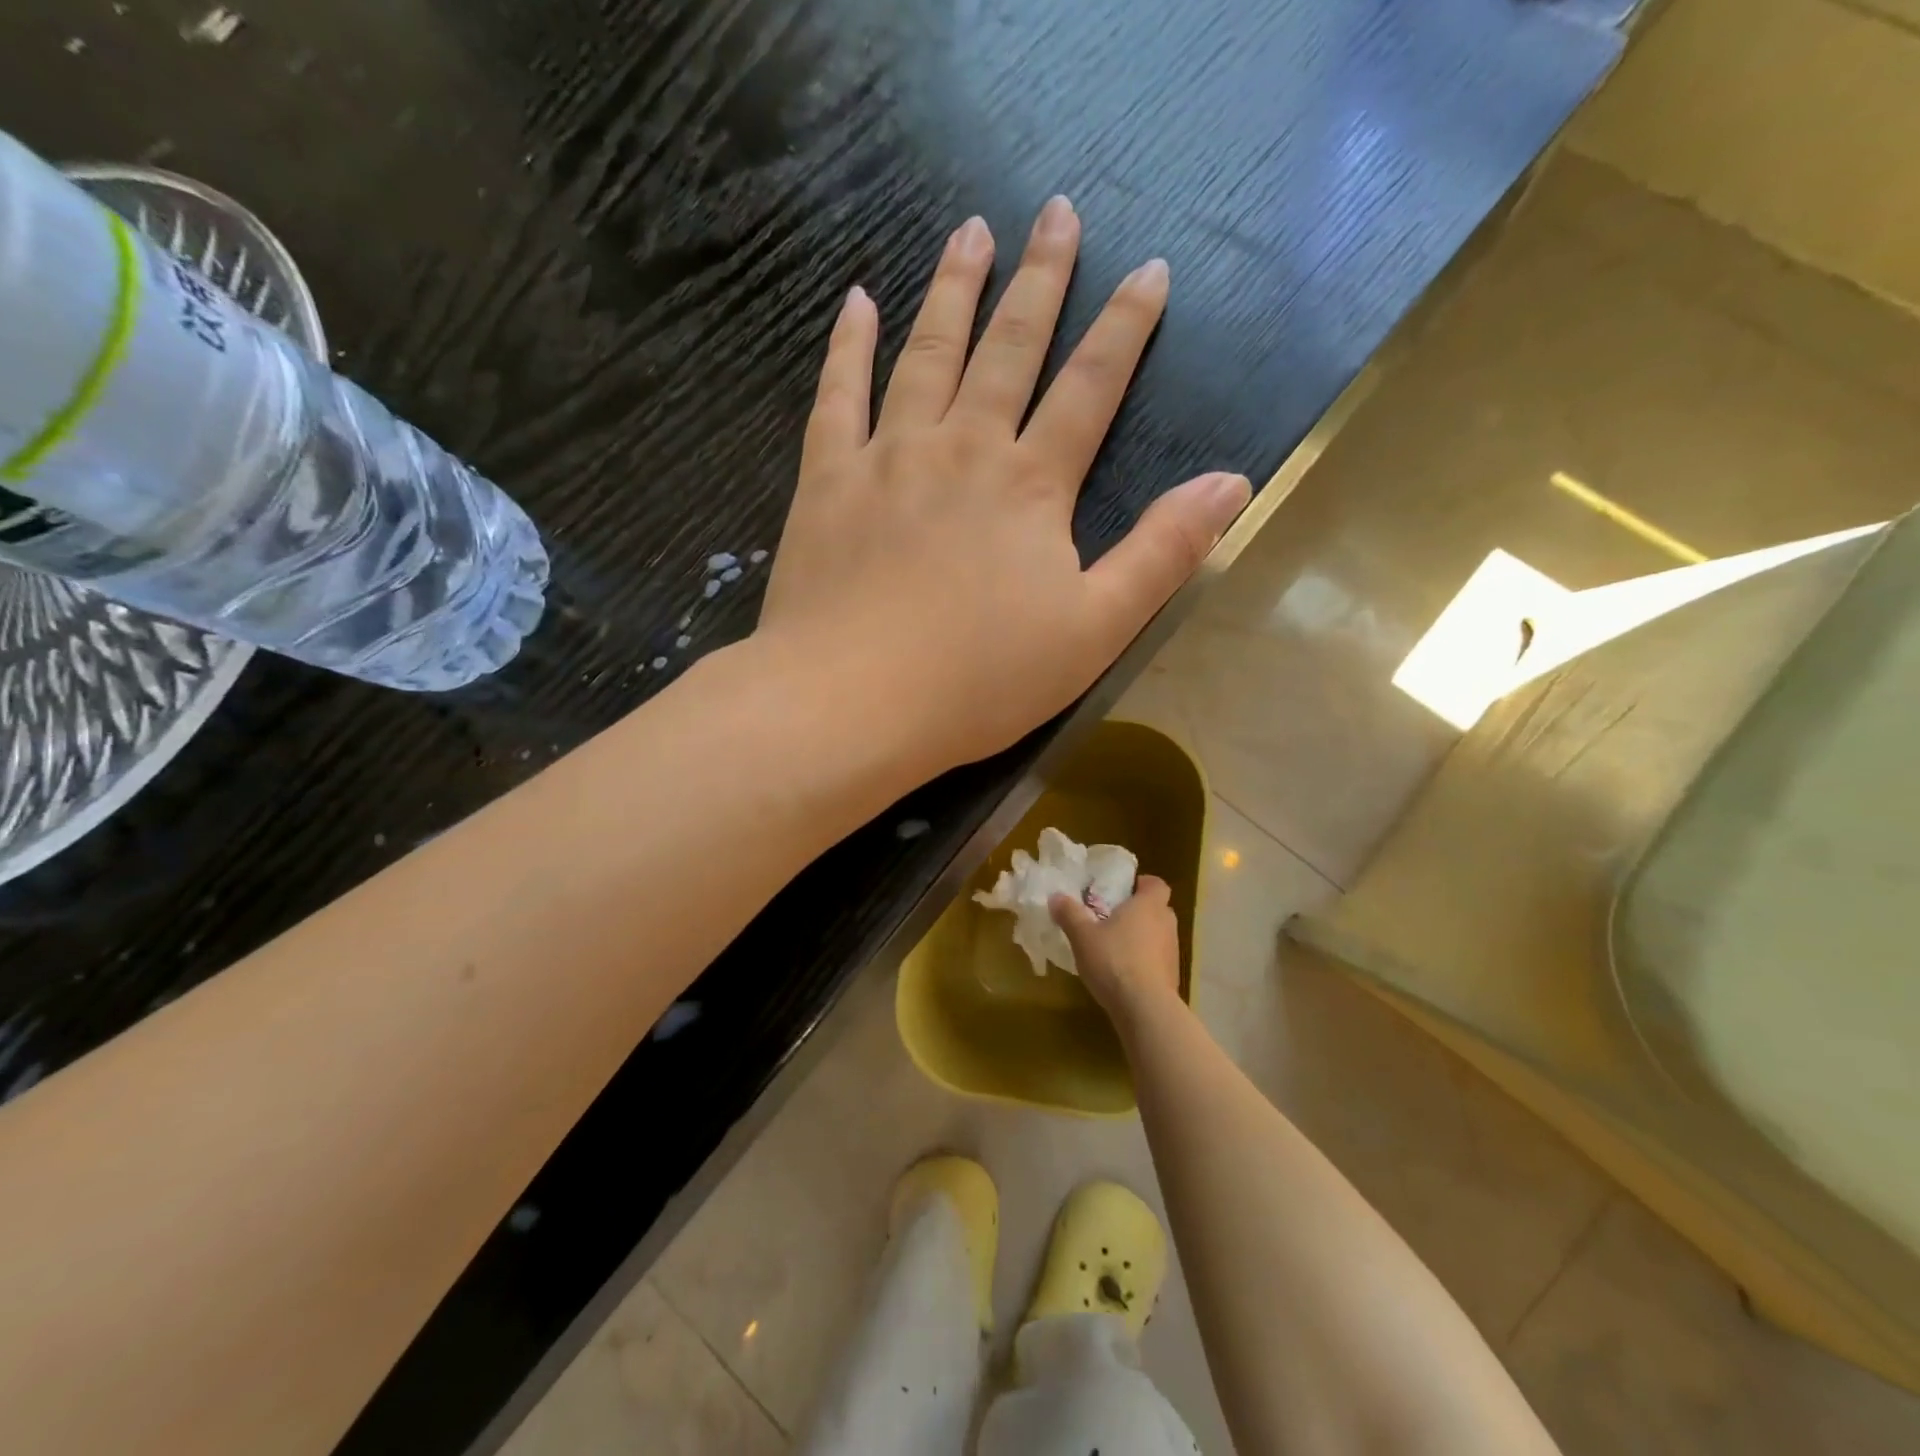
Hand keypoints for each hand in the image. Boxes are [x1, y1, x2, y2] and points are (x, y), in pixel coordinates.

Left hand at [757, 197, 1250, 780]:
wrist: (853, 702)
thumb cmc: (979, 680)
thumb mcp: (1094, 630)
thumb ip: (1162, 552)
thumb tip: (1232, 482)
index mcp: (1030, 486)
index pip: (1090, 388)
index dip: (1124, 329)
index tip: (1149, 270)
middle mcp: (962, 449)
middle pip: (1008, 349)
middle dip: (1040, 280)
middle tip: (1056, 211)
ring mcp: (887, 458)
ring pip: (926, 354)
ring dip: (953, 290)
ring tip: (969, 232)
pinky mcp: (826, 481)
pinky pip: (838, 396)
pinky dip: (848, 346)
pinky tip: (856, 303)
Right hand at [1049, 875, 1182, 1020]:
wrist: (1145, 1008)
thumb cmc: (1114, 961)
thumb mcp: (1082, 936)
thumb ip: (1069, 914)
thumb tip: (1056, 897)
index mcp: (1148, 906)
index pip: (1156, 884)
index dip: (1143, 884)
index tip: (1124, 890)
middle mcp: (1166, 923)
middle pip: (1158, 909)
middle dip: (1139, 912)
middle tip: (1113, 918)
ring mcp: (1173, 952)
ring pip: (1158, 935)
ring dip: (1142, 938)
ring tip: (1115, 948)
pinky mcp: (1172, 977)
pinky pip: (1158, 960)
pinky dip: (1145, 962)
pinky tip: (1124, 975)